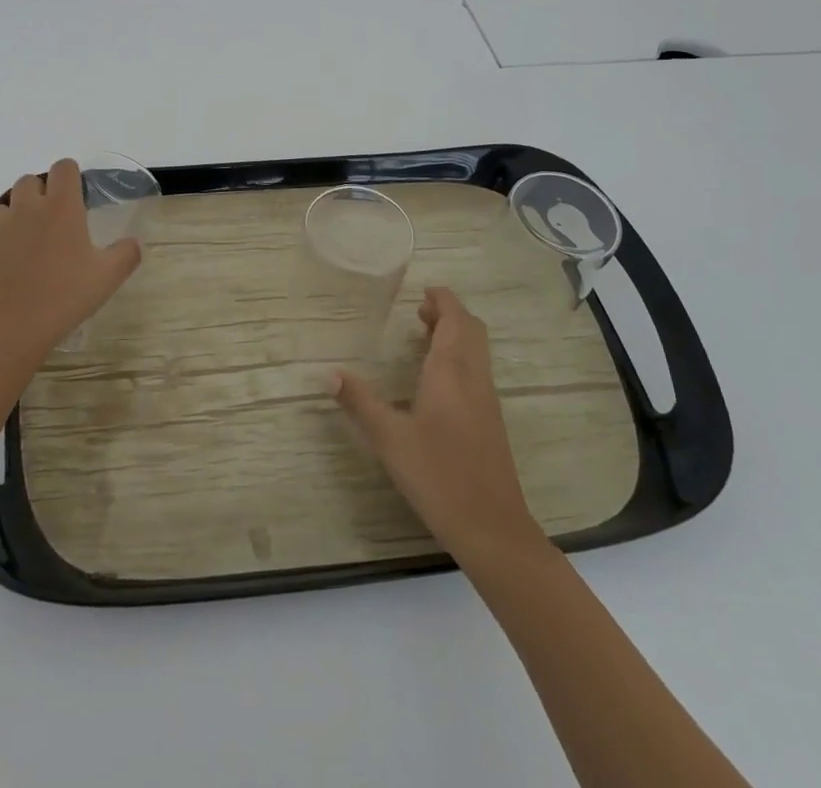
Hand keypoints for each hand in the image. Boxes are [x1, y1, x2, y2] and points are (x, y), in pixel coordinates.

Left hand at [0, 158, 142, 354]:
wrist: (7, 327)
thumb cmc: (63, 296)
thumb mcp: (108, 277)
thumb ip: (126, 254)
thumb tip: (134, 243)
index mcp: (61, 207)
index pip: (64, 168)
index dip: (71, 175)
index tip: (77, 193)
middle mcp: (26, 208)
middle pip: (29, 181)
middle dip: (40, 192)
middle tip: (53, 221)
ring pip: (3, 206)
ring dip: (15, 216)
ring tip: (26, 244)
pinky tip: (5, 269)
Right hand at [332, 286, 536, 553]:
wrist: (492, 527)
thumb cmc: (438, 475)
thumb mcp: (389, 438)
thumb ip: (359, 402)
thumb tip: (328, 373)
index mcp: (451, 371)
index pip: (455, 318)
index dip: (442, 299)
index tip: (423, 292)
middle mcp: (473, 377)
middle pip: (471, 329)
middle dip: (449, 313)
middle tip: (419, 312)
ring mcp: (487, 400)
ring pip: (477, 351)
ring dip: (456, 335)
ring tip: (424, 338)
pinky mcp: (490, 421)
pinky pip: (477, 371)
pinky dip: (460, 358)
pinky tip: (436, 381)